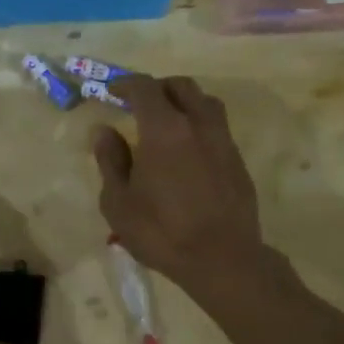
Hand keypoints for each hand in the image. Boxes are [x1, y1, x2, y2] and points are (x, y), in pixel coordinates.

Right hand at [93, 75, 265, 297]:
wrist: (222, 259)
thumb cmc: (161, 232)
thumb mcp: (119, 202)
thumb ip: (110, 161)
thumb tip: (104, 131)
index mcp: (164, 129)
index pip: (145, 88)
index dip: (126, 84)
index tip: (112, 91)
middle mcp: (198, 125)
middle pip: (181, 87)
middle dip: (157, 88)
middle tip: (139, 104)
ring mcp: (223, 141)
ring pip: (205, 103)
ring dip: (184, 103)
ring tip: (167, 123)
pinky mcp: (238, 161)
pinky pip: (217, 128)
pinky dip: (199, 126)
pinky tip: (188, 152)